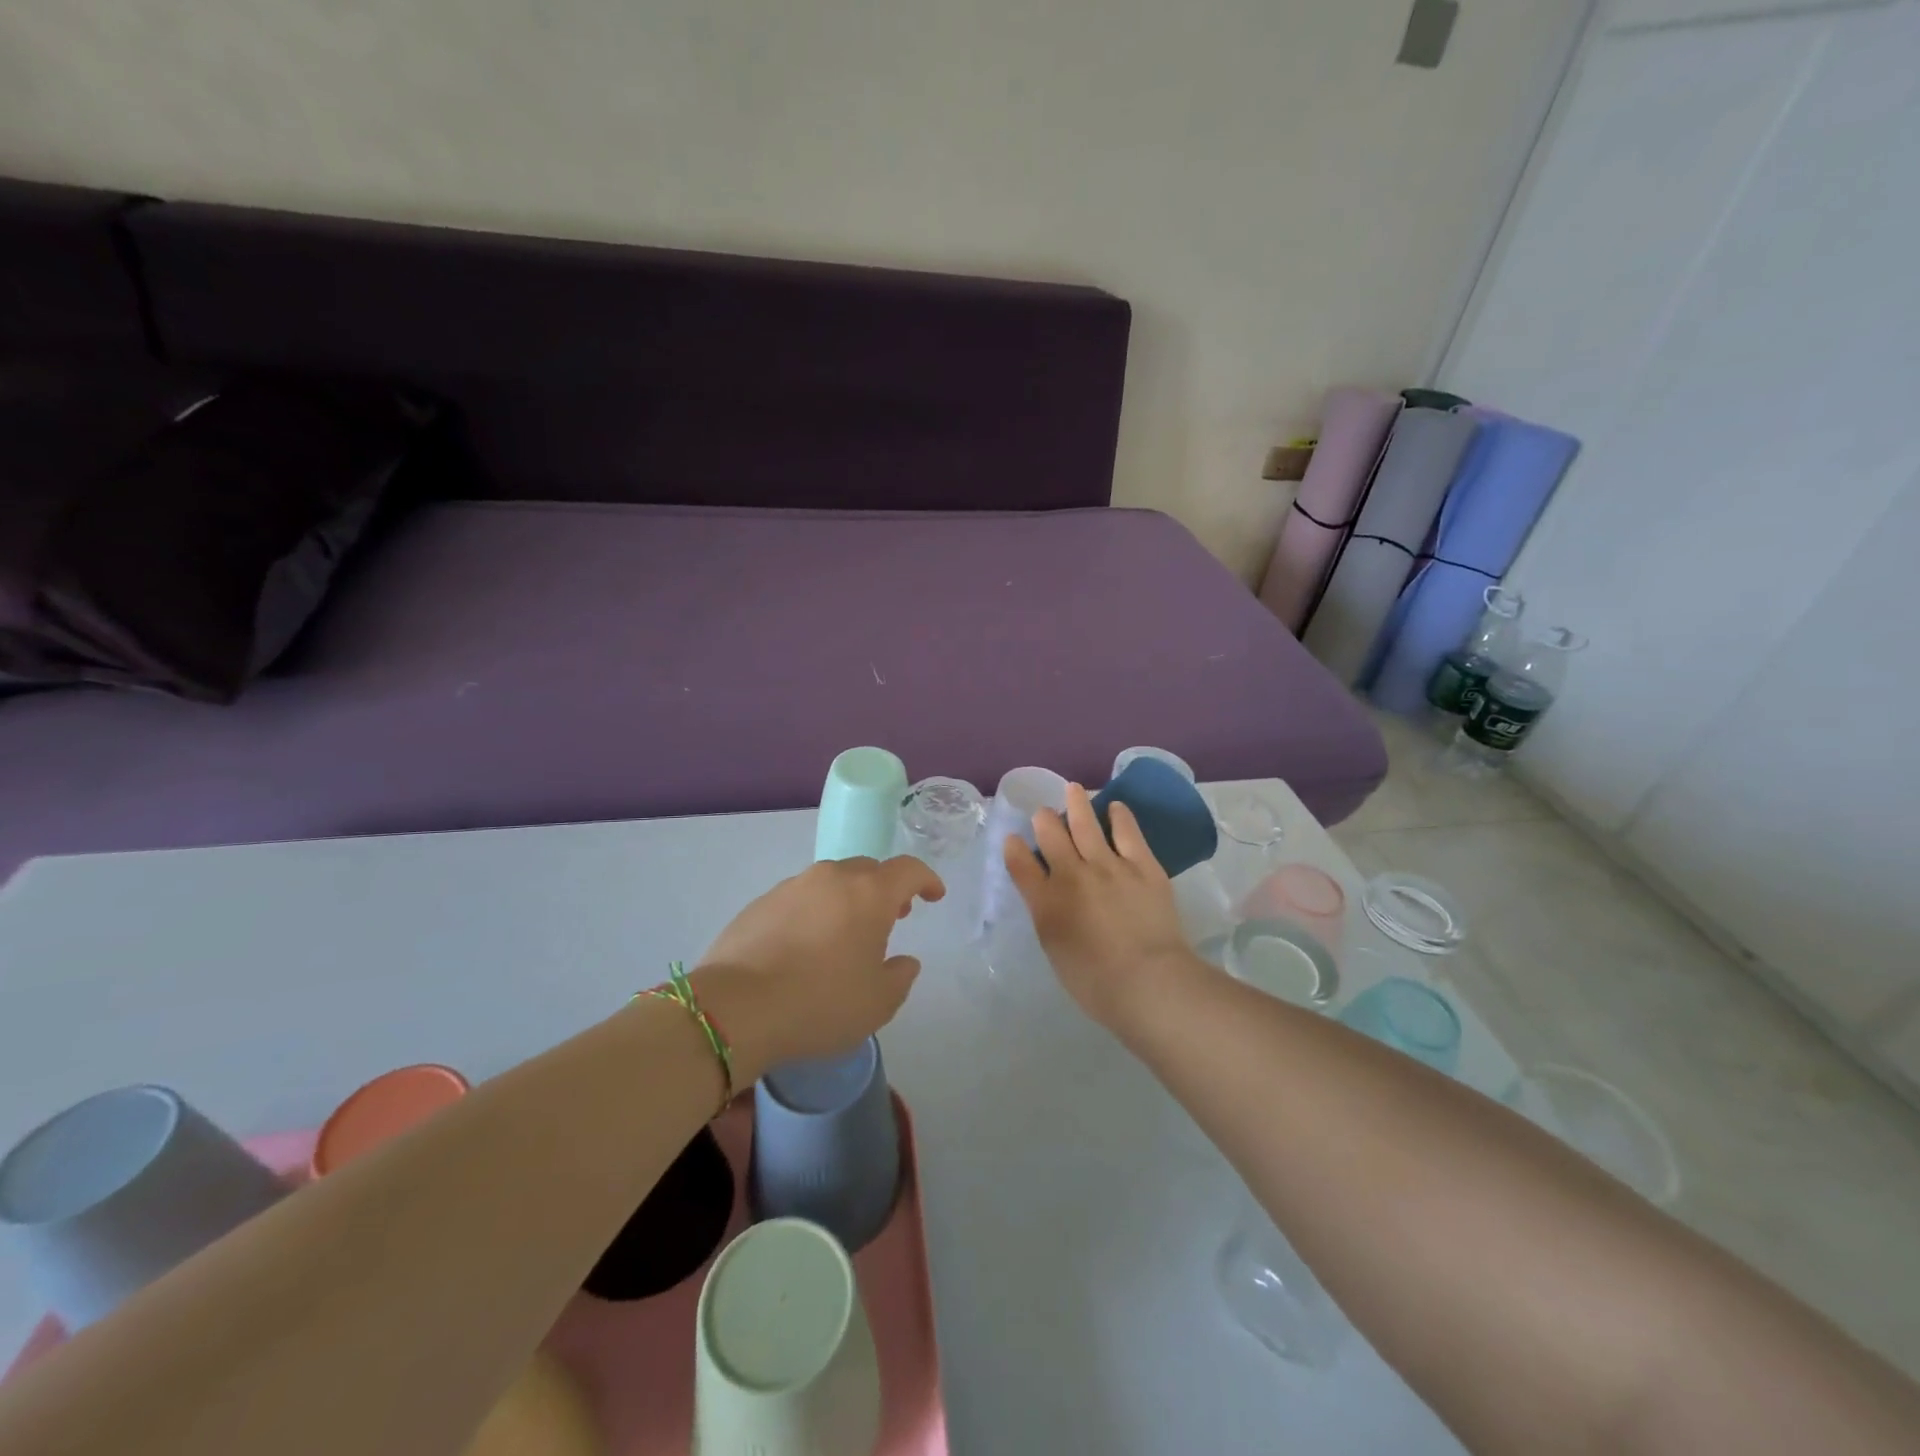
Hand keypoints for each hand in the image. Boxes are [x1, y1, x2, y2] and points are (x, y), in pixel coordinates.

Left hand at [693, 856, 943, 1082]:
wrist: (735, 1008)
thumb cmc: (820, 1003)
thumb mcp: (877, 1004)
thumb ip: (900, 978)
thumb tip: (904, 962)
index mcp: (869, 893)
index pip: (908, 870)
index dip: (927, 879)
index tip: (934, 895)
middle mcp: (831, 878)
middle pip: (868, 871)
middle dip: (886, 889)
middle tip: (892, 917)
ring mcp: (792, 887)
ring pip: (831, 882)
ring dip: (848, 900)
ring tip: (847, 934)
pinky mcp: (760, 903)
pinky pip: (800, 898)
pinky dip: (814, 913)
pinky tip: (806, 946)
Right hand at [1003, 783, 1201, 1030]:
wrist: (1147, 981)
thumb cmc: (1096, 982)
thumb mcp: (1056, 950)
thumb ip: (1047, 916)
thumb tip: (1046, 895)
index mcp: (1046, 903)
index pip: (1020, 865)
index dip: (1014, 848)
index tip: (1012, 839)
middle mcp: (1071, 875)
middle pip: (1050, 835)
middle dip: (1044, 819)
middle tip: (1044, 812)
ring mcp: (1108, 865)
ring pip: (1085, 823)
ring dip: (1076, 803)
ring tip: (1073, 789)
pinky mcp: (1142, 865)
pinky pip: (1127, 831)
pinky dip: (1119, 815)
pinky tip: (1115, 807)